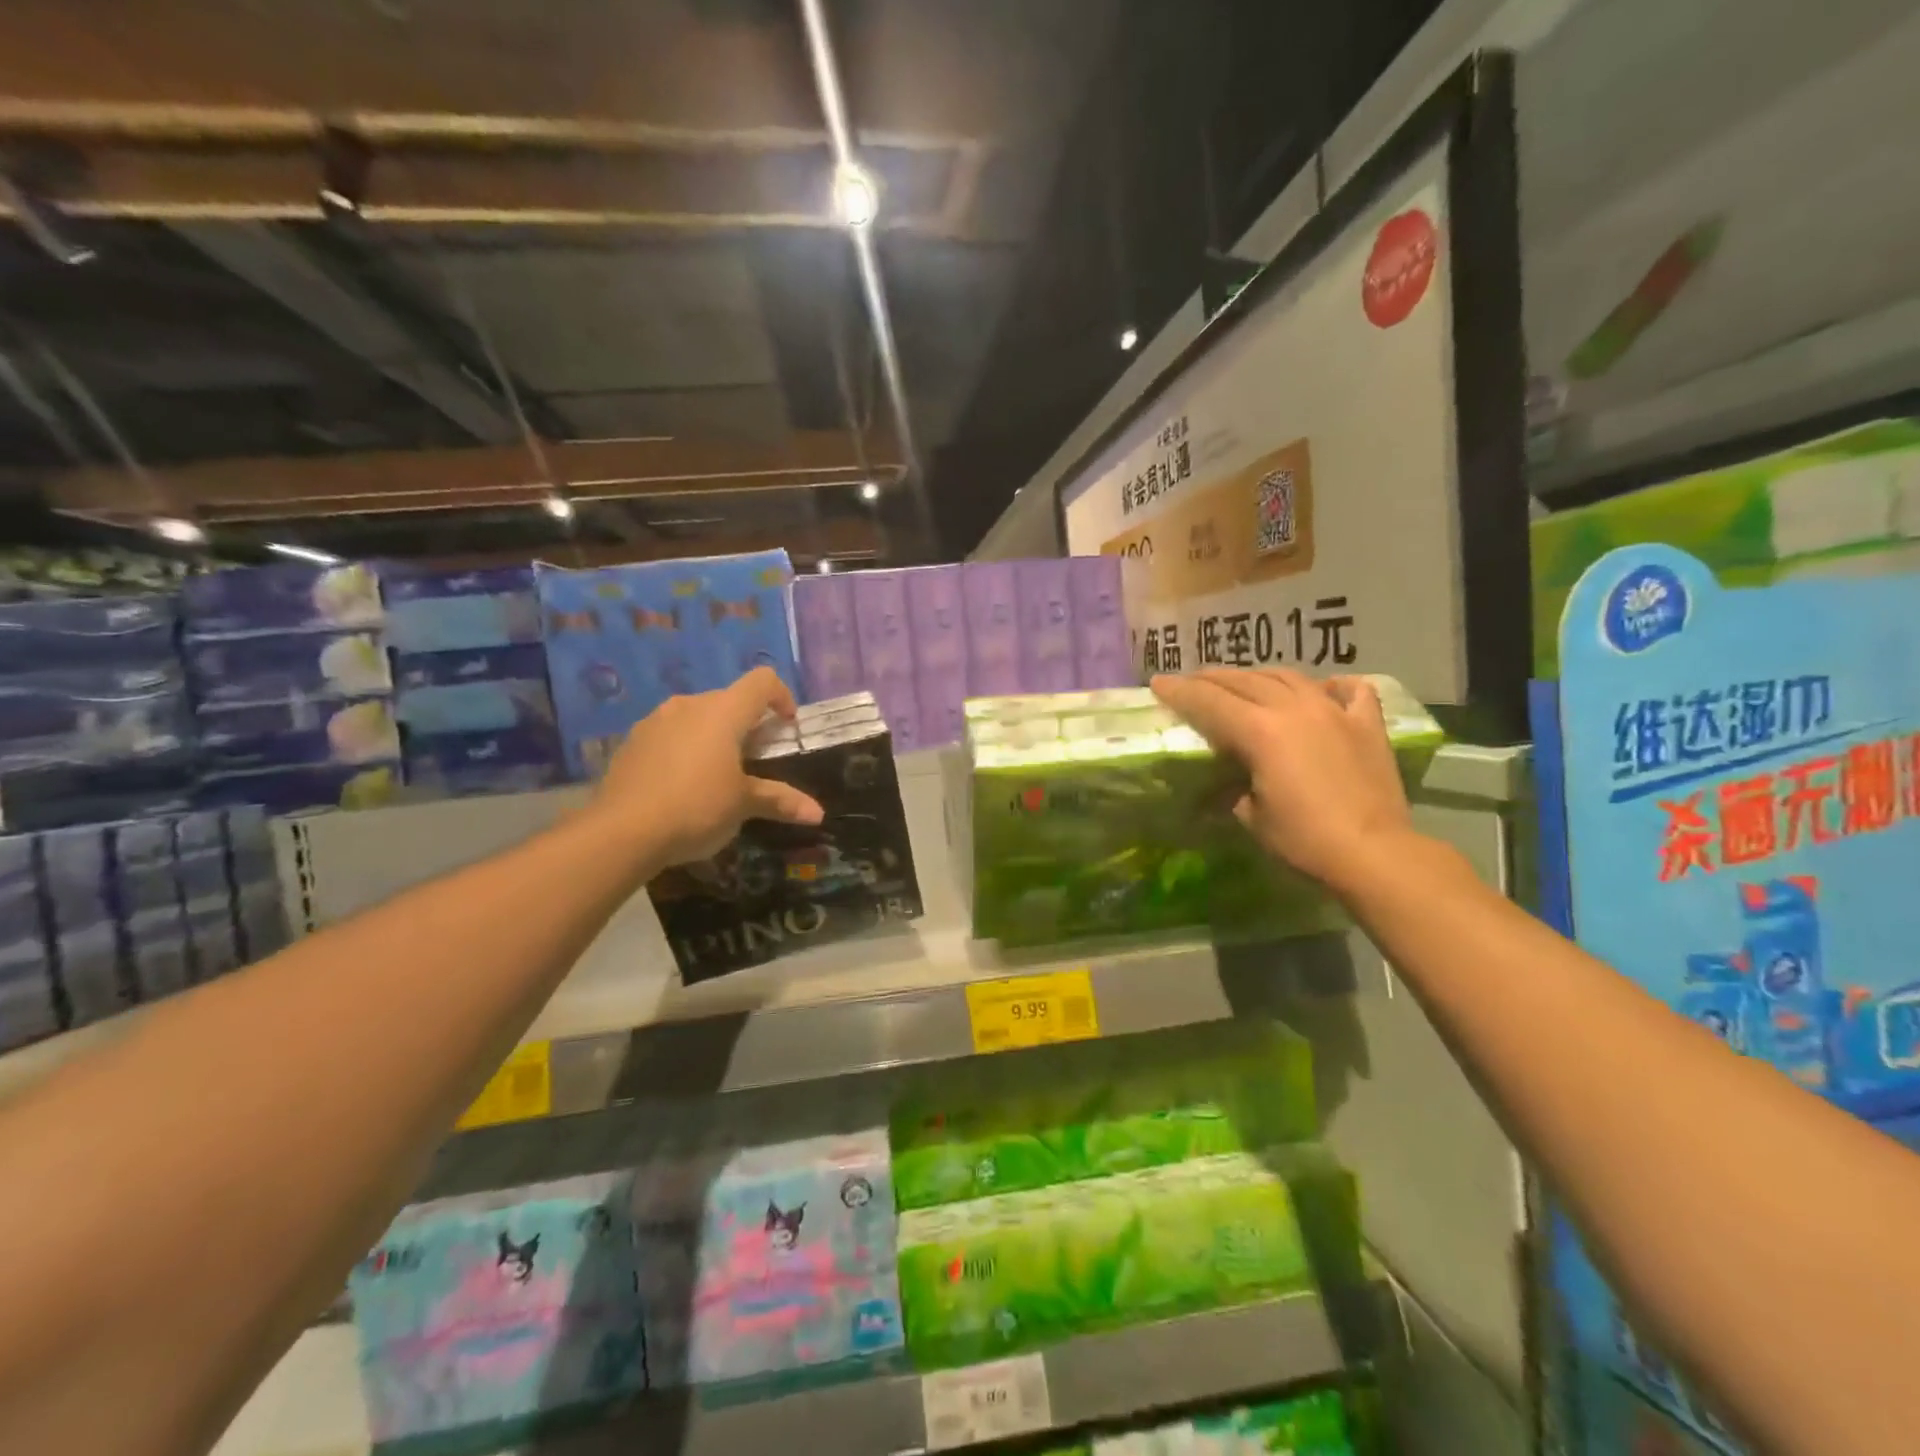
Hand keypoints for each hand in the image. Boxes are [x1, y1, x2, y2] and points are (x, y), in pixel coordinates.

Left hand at [590, 667, 823, 869]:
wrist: (621, 831)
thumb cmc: (696, 807)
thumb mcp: (743, 805)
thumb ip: (780, 801)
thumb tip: (818, 814)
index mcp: (723, 712)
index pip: (762, 681)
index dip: (782, 696)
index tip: (787, 726)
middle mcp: (689, 705)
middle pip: (729, 699)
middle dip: (747, 723)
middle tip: (756, 759)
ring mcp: (655, 721)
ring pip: (696, 716)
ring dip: (713, 735)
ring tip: (718, 772)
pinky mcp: (631, 742)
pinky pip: (669, 734)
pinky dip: (685, 748)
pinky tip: (682, 784)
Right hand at [1150, 668, 1415, 896]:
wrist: (1374, 852)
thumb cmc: (1304, 839)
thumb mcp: (1251, 816)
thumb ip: (1237, 786)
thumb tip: (1235, 783)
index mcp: (1259, 730)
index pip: (1208, 701)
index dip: (1179, 691)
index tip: (1158, 683)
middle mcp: (1293, 708)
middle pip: (1244, 680)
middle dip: (1212, 678)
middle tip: (1192, 681)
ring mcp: (1333, 711)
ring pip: (1288, 677)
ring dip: (1259, 675)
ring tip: (1244, 680)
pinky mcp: (1366, 724)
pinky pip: (1349, 690)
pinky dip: (1331, 685)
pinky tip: (1324, 687)